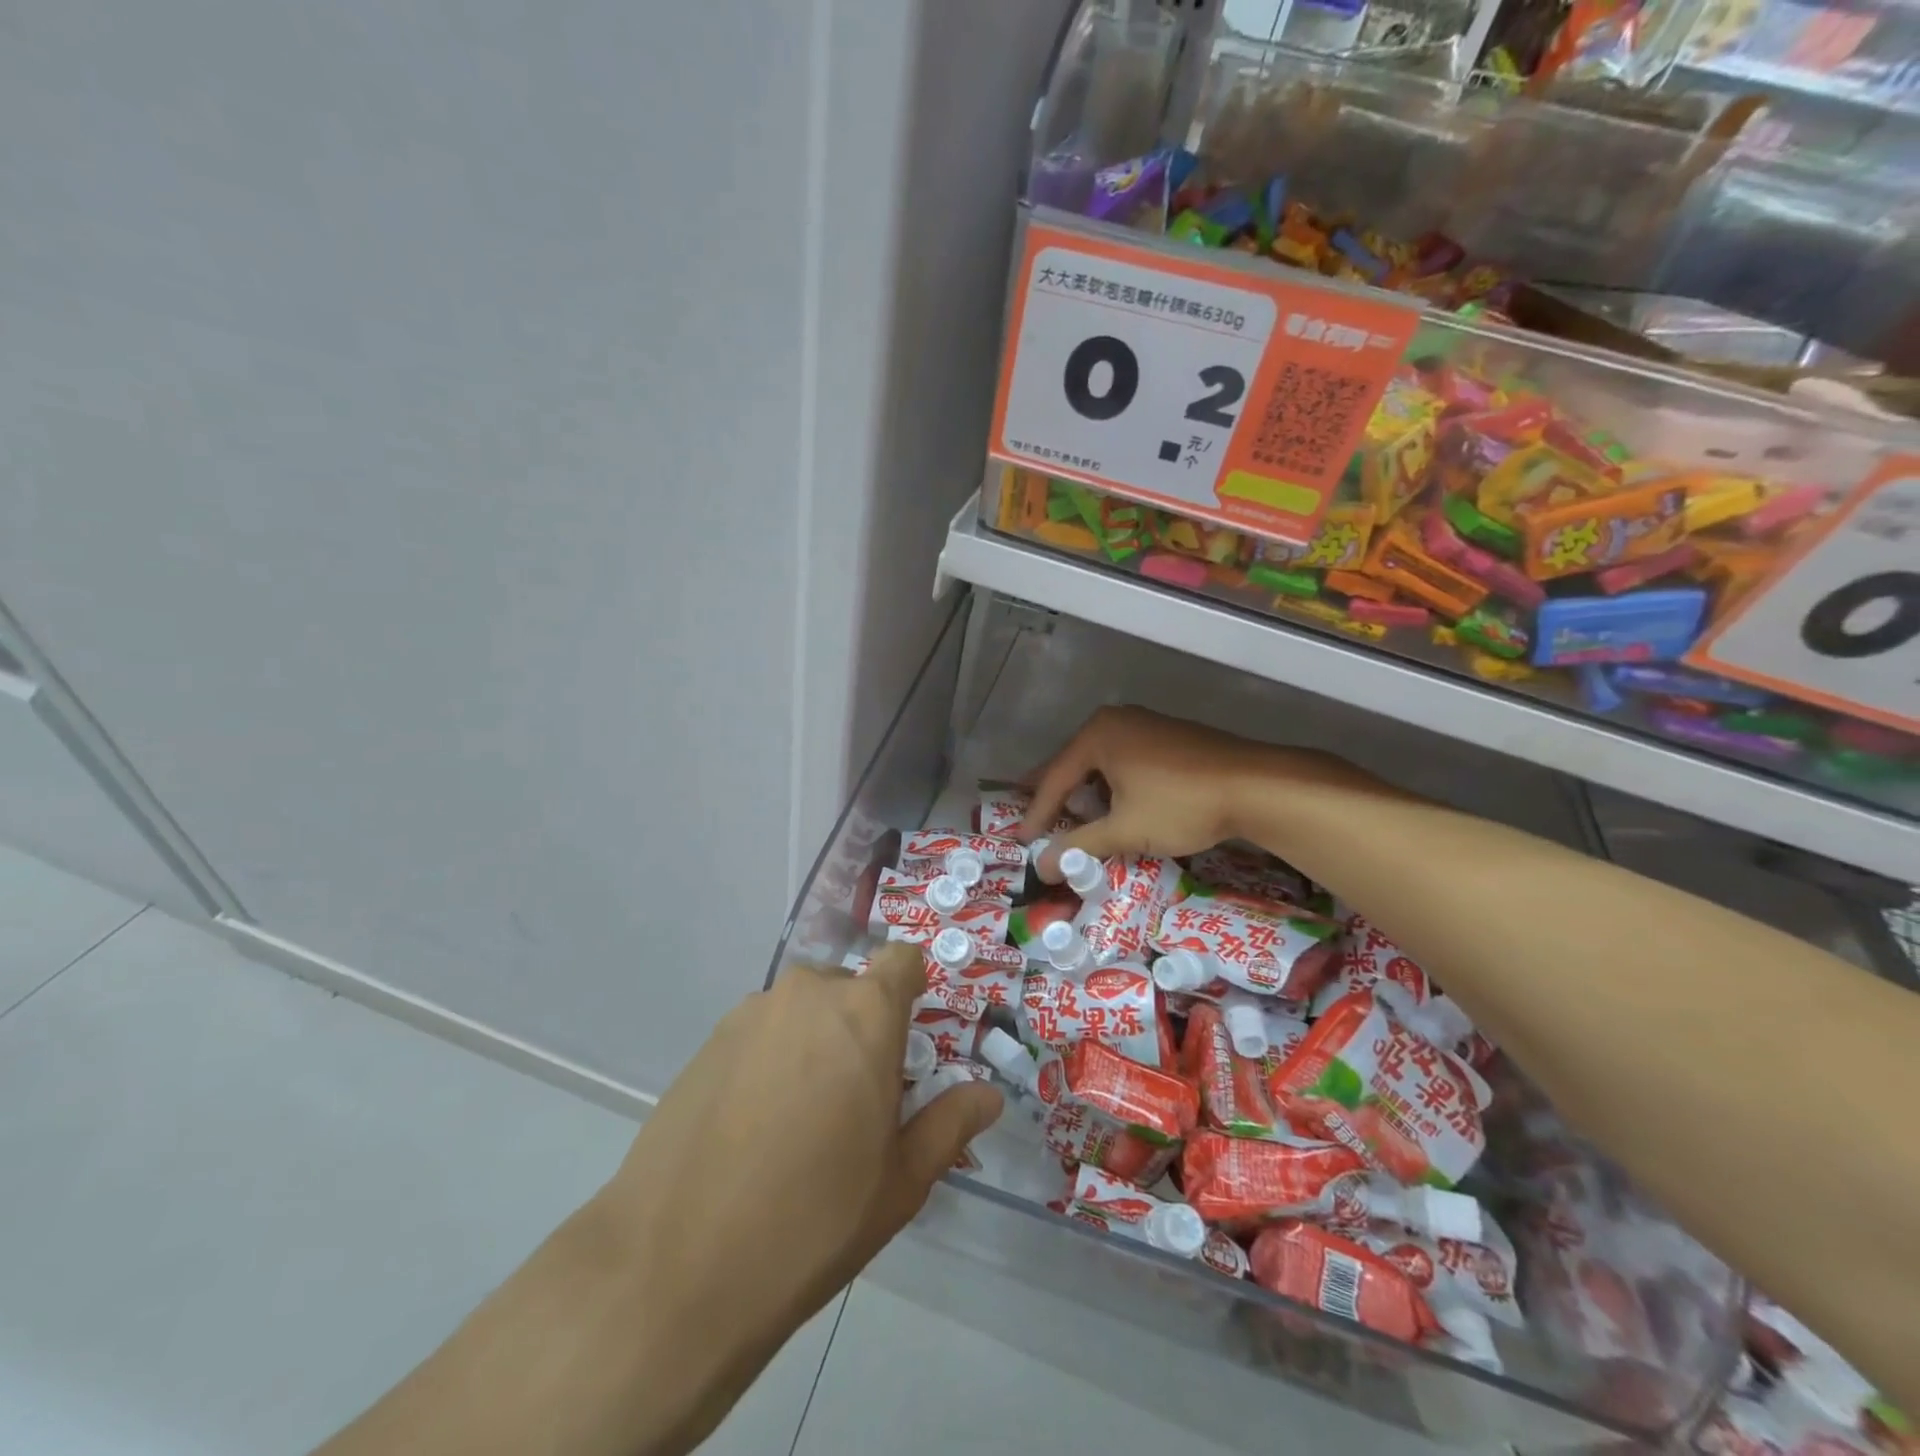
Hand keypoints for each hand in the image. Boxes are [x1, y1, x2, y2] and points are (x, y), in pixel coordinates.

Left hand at [592, 942, 1003, 1452]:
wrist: (677, 1267)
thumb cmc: (813, 1219)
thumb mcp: (900, 1181)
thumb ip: (949, 1124)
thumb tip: (988, 1096)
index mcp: (865, 1013)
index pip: (901, 960)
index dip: (910, 990)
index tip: (906, 1040)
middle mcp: (808, 994)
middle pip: (849, 990)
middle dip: (861, 1028)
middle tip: (856, 1100)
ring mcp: (750, 1014)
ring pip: (802, 1012)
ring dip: (813, 1044)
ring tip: (800, 1121)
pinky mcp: (707, 1042)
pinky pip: (760, 1033)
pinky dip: (770, 1060)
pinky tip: (752, 1128)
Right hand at [1015, 706, 1372, 875]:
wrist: (1256, 785)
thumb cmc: (1181, 804)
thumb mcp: (1125, 830)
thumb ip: (1079, 846)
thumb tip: (1041, 867)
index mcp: (1097, 735)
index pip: (1054, 778)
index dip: (1036, 813)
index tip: (1021, 841)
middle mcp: (1116, 720)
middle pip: (1073, 763)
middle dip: (1054, 795)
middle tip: (1033, 819)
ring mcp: (1144, 724)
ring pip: (1100, 761)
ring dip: (1084, 791)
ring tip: (1068, 815)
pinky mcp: (1168, 736)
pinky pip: (1123, 759)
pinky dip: (1110, 784)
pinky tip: (1113, 803)